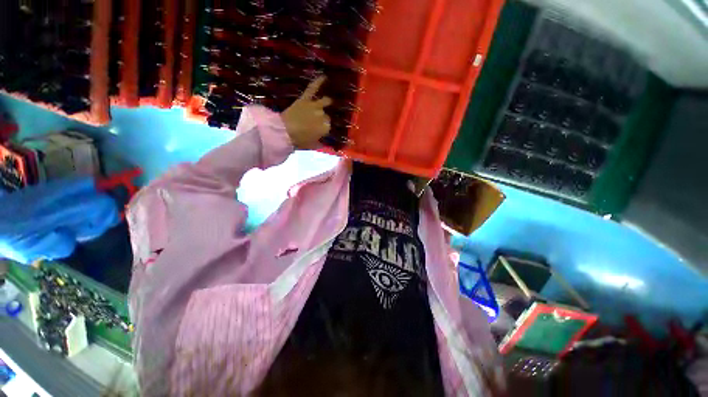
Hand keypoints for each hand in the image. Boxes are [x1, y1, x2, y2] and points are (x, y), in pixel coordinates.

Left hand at [282, 76, 332, 149]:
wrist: (284, 131)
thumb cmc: (299, 141)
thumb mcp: (312, 145)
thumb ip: (321, 143)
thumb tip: (326, 143)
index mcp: (326, 128)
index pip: (329, 126)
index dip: (324, 127)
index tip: (321, 130)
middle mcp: (323, 116)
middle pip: (327, 115)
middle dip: (324, 117)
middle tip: (318, 120)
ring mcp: (315, 106)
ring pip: (325, 101)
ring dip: (327, 101)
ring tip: (330, 100)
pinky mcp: (305, 99)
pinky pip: (312, 89)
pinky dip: (318, 82)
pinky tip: (324, 76)